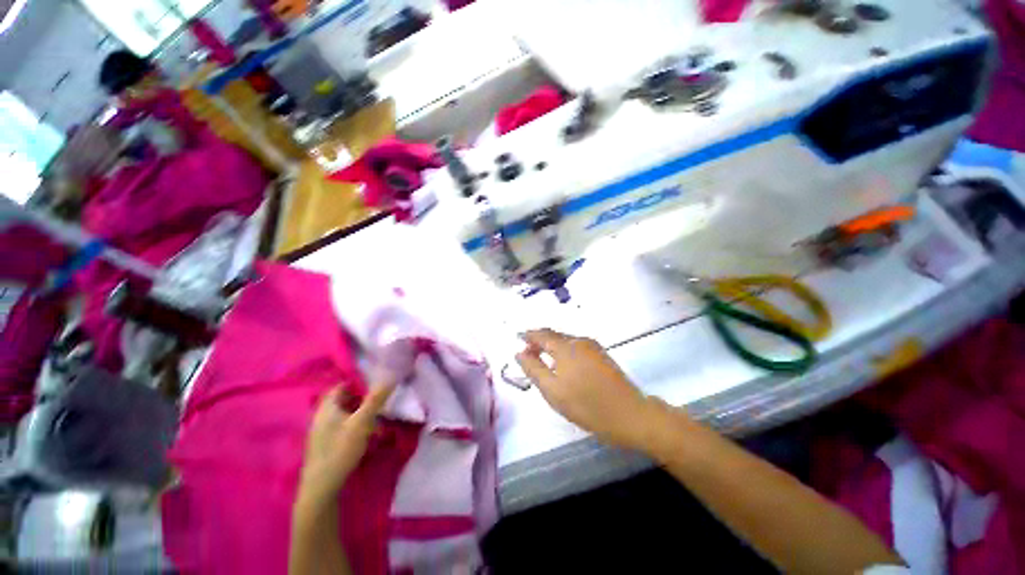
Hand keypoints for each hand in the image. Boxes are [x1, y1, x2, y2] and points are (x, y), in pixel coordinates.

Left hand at [299, 382, 394, 500]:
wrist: (321, 488)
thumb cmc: (340, 450)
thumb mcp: (362, 422)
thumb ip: (375, 399)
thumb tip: (390, 376)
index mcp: (327, 407)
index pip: (342, 385)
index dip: (359, 381)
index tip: (377, 382)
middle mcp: (322, 416)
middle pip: (344, 399)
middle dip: (363, 398)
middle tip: (380, 400)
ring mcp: (322, 431)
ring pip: (345, 414)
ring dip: (361, 413)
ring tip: (378, 418)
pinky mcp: (326, 444)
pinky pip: (343, 426)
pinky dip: (355, 425)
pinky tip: (367, 434)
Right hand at [516, 329, 665, 450]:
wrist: (631, 415)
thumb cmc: (588, 405)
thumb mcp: (553, 391)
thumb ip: (534, 369)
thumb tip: (519, 353)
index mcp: (566, 347)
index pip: (541, 334)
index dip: (528, 335)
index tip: (517, 338)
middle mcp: (579, 341)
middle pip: (554, 335)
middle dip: (539, 341)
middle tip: (527, 354)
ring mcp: (593, 347)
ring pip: (565, 341)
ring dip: (551, 347)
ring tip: (542, 360)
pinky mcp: (602, 355)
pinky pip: (576, 347)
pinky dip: (564, 351)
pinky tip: (562, 365)